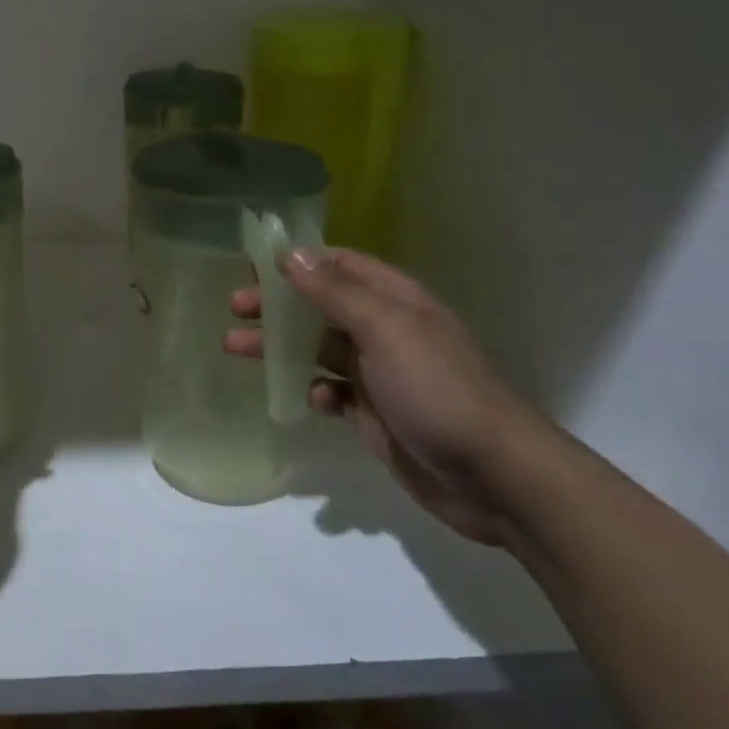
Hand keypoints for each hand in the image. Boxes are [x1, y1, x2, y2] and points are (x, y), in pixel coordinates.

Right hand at [225, 248, 549, 545]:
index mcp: (393, 299)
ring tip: (236, 348)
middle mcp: (385, 329)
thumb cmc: (437, 389)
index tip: (252, 264)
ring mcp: (380, 373)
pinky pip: (334, 391)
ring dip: (280, 347)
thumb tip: (292, 253)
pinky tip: (311, 400)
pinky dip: (316, 391)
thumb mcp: (386, 330)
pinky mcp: (375, 412)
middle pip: (320, 305)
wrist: (494, 476)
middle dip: (277, 304)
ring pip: (318, 348)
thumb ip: (336, 291)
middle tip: (235, 307)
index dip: (297, 261)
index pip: (338, 264)